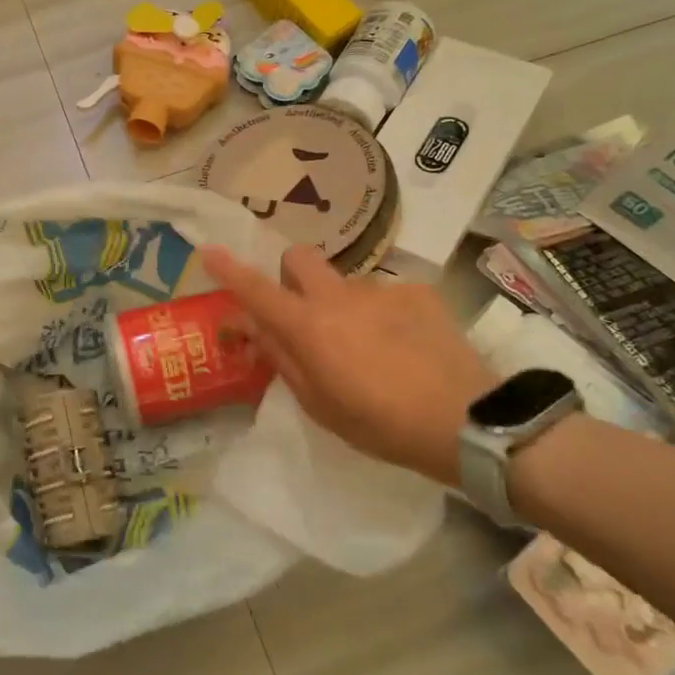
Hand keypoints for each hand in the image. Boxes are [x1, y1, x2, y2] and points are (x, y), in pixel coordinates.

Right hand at [202, 245, 492, 485]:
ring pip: (346, 283)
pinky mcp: (418, 292)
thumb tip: (257, 328)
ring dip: (343, 306)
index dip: (229, 270)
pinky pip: (386, 295)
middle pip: (299, 258)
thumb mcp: (319, 404)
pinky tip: (405, 346)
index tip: (209, 251)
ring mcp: (381, 289)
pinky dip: (384, 315)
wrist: (465, 419)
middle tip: (304, 312)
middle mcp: (339, 296)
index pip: (256, 290)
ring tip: (371, 347)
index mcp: (308, 326)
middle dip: (290, 275)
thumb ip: (283, 359)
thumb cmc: (380, 423)